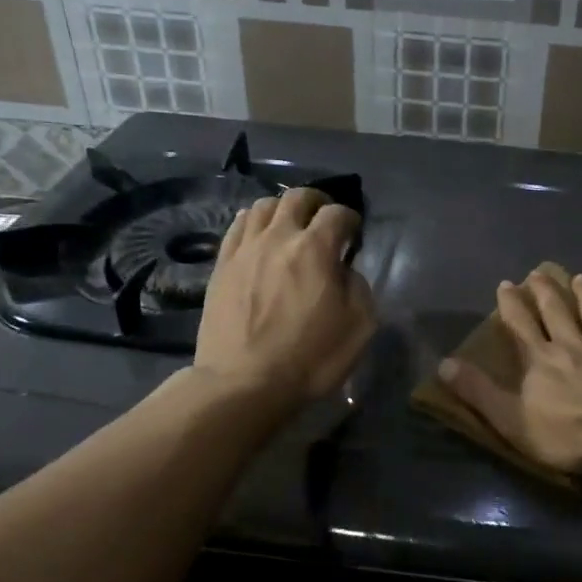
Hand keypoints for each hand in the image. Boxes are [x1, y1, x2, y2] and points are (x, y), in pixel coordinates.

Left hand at [193, 186, 375, 406]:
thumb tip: (345, 270)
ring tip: (290, 226)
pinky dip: (254, 223)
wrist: (244, 383)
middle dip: (317, 202)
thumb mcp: (359, 326)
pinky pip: (237, 227)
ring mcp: (245, 250)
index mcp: (315, 249)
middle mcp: (278, 238)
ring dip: (283, 210)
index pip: (337, 213)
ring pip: (263, 206)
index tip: (354, 233)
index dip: (351, 218)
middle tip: (324, 219)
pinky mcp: (221, 266)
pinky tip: (260, 236)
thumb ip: (358, 287)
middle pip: (297, 197)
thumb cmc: (310, 357)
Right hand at [438, 270, 581, 472]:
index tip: (505, 284)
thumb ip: (480, 392)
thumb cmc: (570, 431)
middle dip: (546, 292)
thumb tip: (443, 365)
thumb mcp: (512, 420)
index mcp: (542, 359)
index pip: (521, 326)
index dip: (511, 305)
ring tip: (581, 278)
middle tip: (539, 273)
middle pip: (558, 312)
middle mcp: (575, 344)